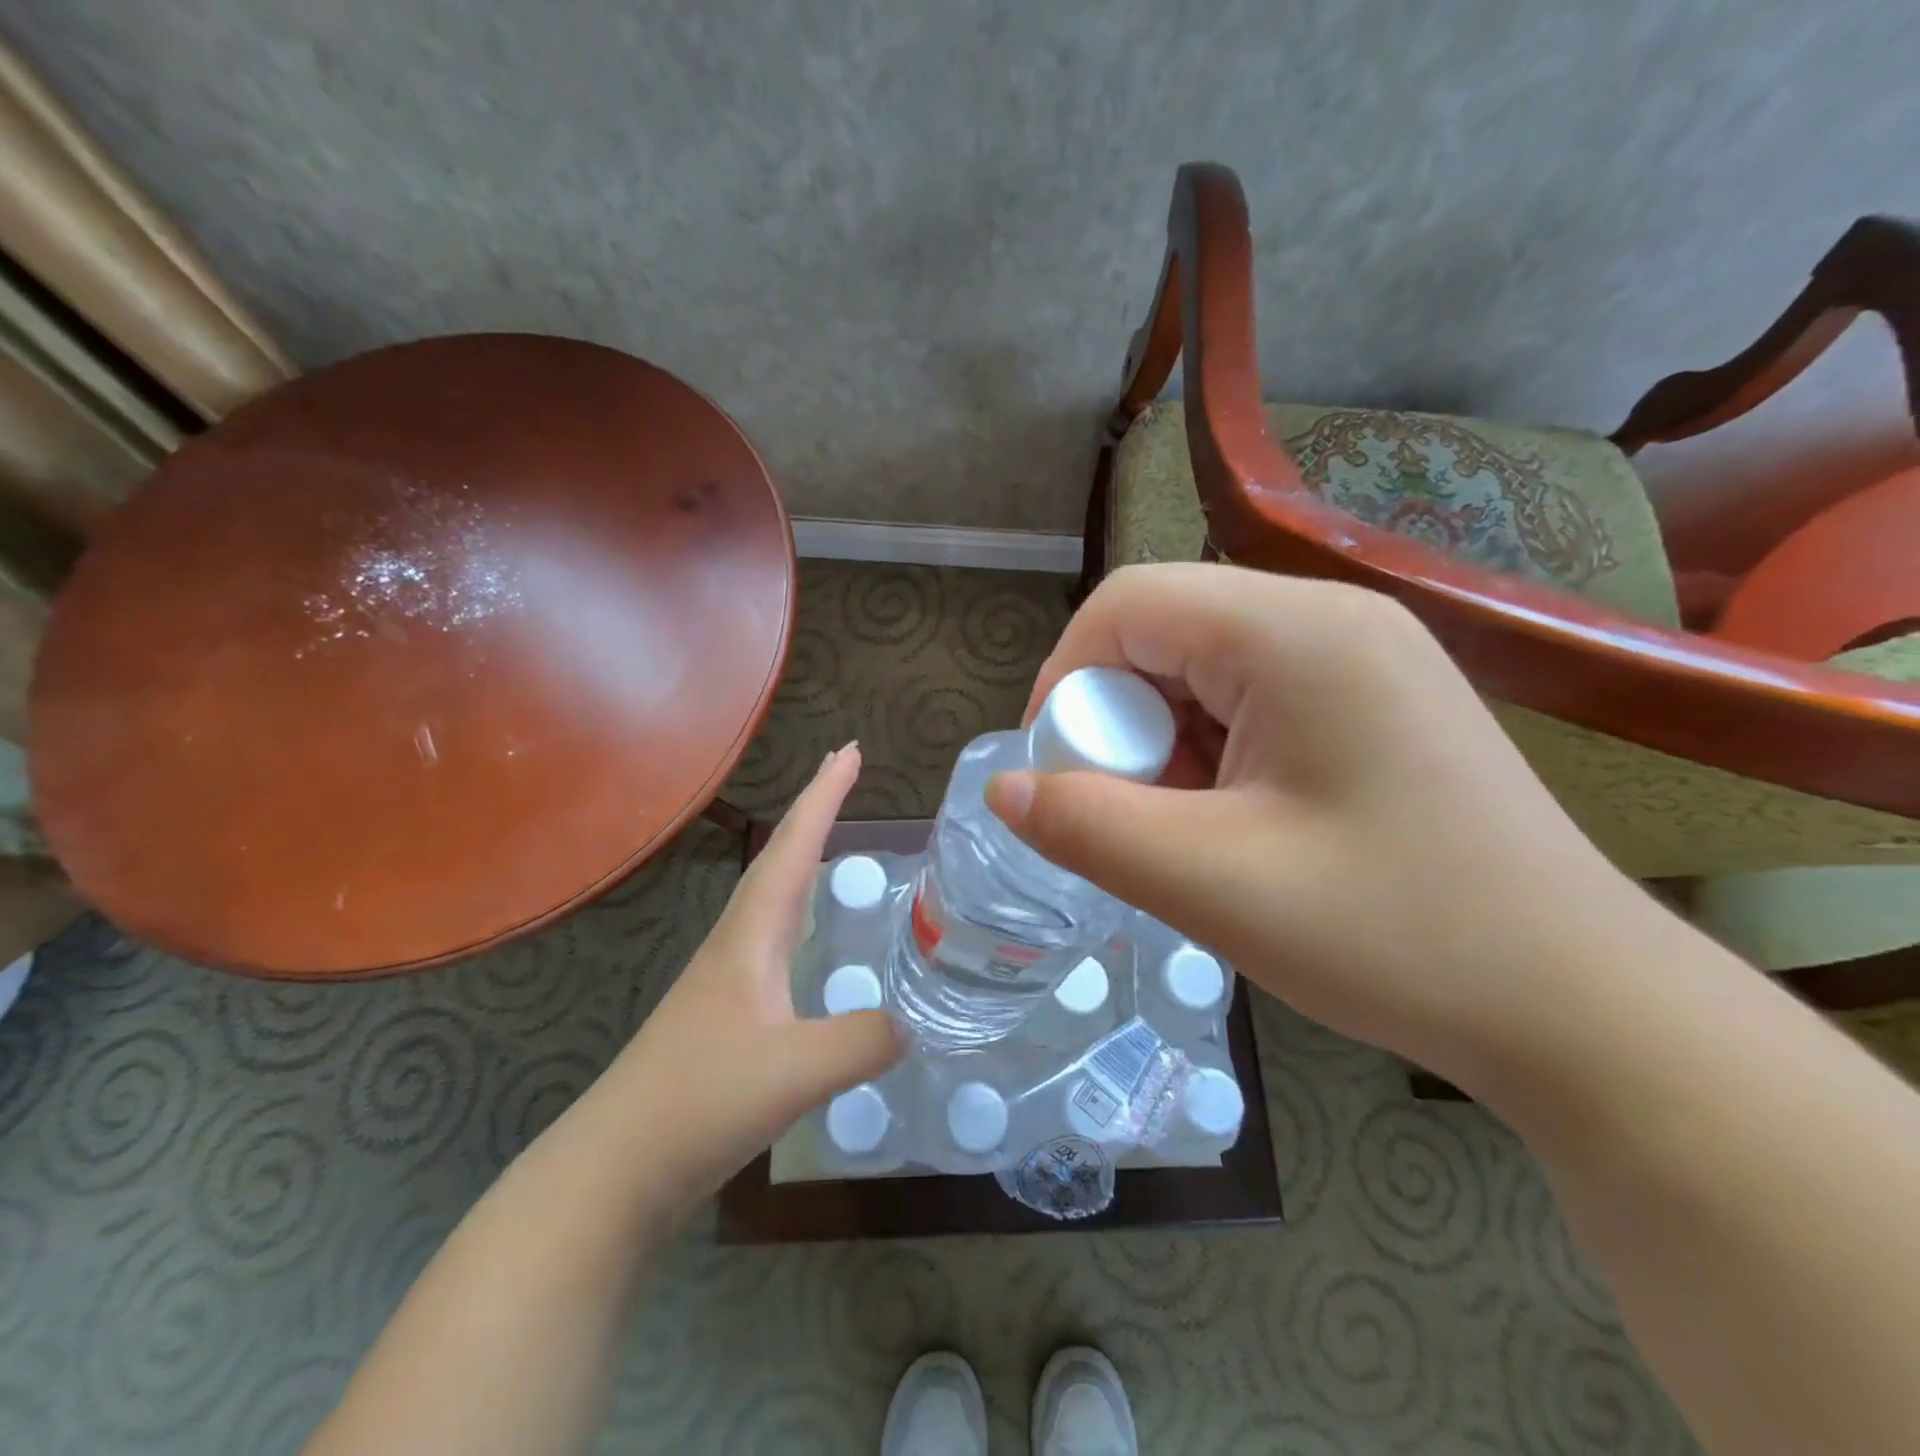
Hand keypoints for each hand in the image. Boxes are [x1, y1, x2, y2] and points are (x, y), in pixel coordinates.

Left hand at [612, 743, 904, 1211]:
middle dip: (813, 810)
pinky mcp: (728, 1016)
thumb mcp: (796, 1070)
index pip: (793, 848)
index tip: (848, 750)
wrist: (614, 1170)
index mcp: (751, 935)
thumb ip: (865, 1038)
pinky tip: (811, 936)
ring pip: (773, 897)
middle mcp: (738, 943)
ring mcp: (729, 980)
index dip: (823, 797)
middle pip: (780, 859)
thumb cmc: (698, 1102)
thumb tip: (915, 1022)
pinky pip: (776, 940)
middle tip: (844, 772)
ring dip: (802, 855)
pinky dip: (799, 911)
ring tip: (832, 835)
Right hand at [984, 563, 1657, 1089]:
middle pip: (1164, 632)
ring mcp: (1361, 655)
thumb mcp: (1211, 885)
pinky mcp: (1374, 699)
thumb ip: (1087, 827)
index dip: (1066, 680)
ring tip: (1191, 831)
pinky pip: (1250, 697)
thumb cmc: (1397, 937)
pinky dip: (1212, 753)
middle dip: (1119, 721)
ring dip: (1166, 744)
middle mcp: (1332, 617)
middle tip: (1132, 816)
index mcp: (1297, 632)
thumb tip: (1004, 788)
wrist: (1581, 1008)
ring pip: (1201, 669)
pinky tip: (1238, 823)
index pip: (1128, 605)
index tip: (1057, 771)